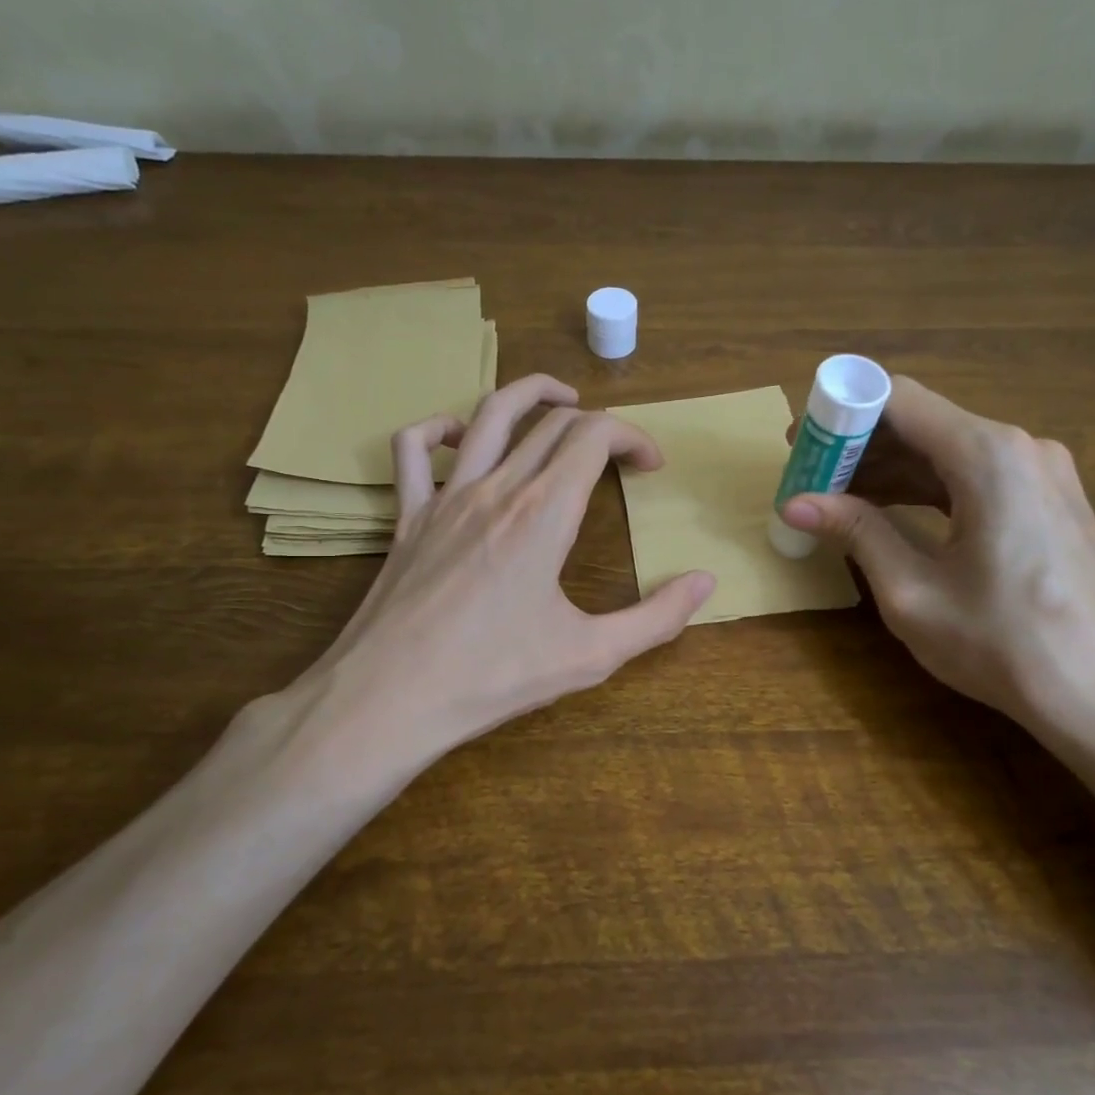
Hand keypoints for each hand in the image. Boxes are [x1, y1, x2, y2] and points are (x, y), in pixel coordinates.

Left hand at [281, 375, 714, 769]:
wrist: (388, 700)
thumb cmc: (492, 678)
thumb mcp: (590, 656)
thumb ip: (657, 618)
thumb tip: (707, 582)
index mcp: (543, 514)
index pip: (595, 437)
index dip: (633, 438)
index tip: (651, 467)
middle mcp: (496, 489)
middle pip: (551, 423)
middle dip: (597, 425)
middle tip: (620, 455)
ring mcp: (445, 498)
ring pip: (487, 415)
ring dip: (529, 394)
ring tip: (559, 399)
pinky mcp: (407, 518)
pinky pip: (412, 451)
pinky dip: (438, 430)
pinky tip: (459, 438)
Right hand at [779, 377, 1094, 745]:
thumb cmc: (1005, 646)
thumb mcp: (913, 592)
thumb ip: (856, 533)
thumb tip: (794, 504)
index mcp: (988, 456)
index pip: (898, 399)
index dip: (841, 414)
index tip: (800, 444)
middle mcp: (1020, 447)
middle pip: (923, 422)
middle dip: (859, 445)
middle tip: (807, 478)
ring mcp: (1042, 473)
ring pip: (947, 450)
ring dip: (889, 469)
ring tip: (835, 499)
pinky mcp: (1050, 502)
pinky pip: (974, 476)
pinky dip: (926, 488)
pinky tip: (889, 513)